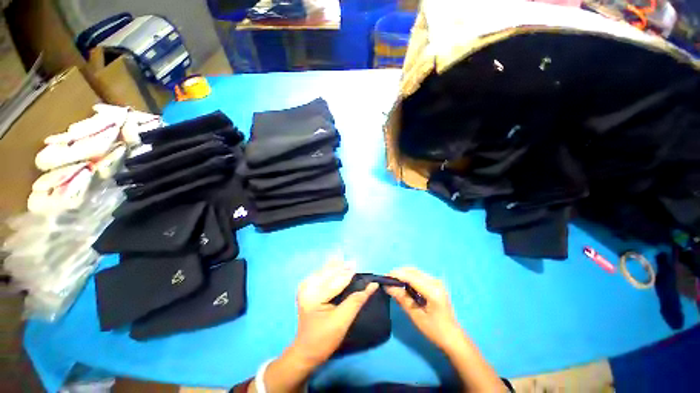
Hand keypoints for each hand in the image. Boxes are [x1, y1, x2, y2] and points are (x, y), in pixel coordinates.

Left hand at [290, 259, 378, 367]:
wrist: (306, 350)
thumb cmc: (324, 338)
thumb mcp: (342, 321)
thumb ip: (356, 301)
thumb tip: (372, 285)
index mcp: (314, 297)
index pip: (335, 282)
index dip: (349, 273)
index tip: (359, 265)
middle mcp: (307, 288)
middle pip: (328, 273)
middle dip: (341, 266)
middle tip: (353, 261)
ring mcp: (305, 287)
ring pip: (324, 271)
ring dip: (335, 266)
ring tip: (346, 259)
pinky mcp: (306, 288)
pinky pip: (320, 274)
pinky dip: (329, 269)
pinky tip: (336, 264)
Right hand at [385, 267, 461, 351]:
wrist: (453, 337)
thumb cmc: (434, 330)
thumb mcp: (416, 315)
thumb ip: (402, 298)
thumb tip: (387, 286)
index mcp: (432, 291)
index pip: (410, 276)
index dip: (396, 275)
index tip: (384, 278)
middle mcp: (435, 282)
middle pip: (412, 271)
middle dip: (398, 273)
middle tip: (387, 281)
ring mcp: (436, 281)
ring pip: (415, 271)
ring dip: (403, 274)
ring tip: (393, 283)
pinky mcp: (435, 283)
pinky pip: (419, 275)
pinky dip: (409, 277)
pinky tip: (404, 285)